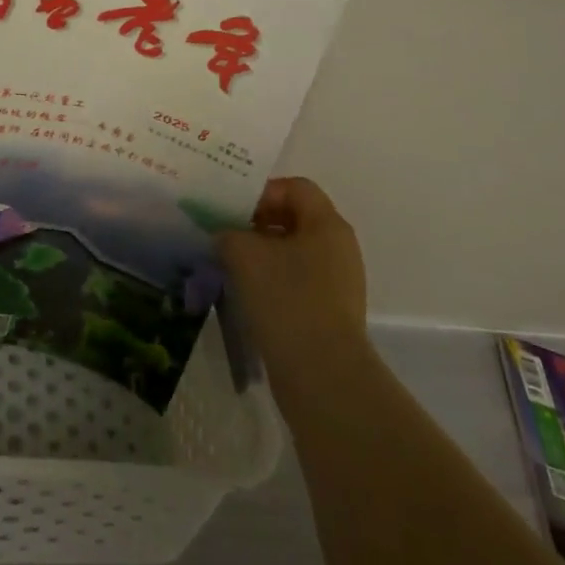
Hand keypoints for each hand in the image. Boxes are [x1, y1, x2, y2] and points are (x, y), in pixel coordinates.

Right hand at [216, 177, 369, 389]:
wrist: (322, 376)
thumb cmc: (286, 299)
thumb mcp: (244, 254)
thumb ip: (228, 233)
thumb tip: (225, 236)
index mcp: (327, 224)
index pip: (295, 188)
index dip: (262, 192)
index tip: (232, 211)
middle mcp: (339, 248)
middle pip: (294, 220)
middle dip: (257, 225)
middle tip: (225, 236)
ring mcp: (338, 284)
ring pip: (293, 255)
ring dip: (261, 257)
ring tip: (230, 268)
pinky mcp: (330, 315)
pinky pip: (297, 284)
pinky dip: (271, 284)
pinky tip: (246, 298)